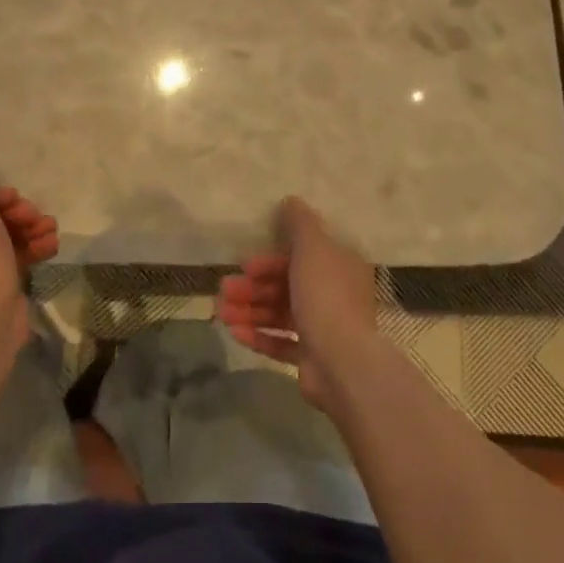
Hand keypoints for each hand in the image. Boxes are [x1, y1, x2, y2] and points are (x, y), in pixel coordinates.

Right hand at [215, 196, 380, 409]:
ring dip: (249, 311)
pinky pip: (281, 343)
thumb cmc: (326, 297)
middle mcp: (334, 295)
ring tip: (221, 314)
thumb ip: (300, 223)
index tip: (245, 264)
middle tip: (223, 290)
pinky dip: (259, 336)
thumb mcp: (313, 248)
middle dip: (253, 287)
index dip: (270, 260)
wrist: (342, 362)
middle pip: (286, 286)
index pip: (301, 257)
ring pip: (280, 314)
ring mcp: (324, 329)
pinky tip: (235, 333)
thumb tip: (291, 199)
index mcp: (339, 268)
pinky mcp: (312, 358)